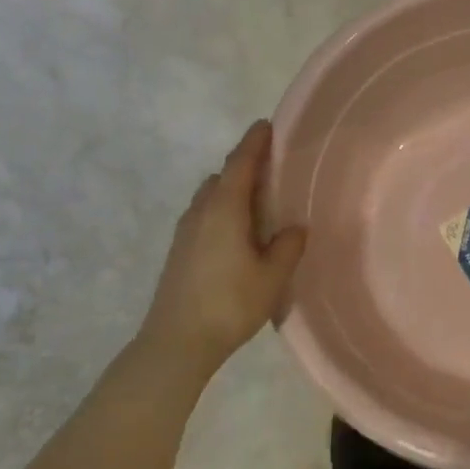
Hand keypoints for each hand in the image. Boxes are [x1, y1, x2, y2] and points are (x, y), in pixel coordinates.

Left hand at [142, 122, 306, 364]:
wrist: (174, 344)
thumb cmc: (229, 304)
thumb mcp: (272, 276)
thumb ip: (287, 246)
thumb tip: (295, 227)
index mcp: (225, 208)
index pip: (240, 163)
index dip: (254, 142)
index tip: (266, 124)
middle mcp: (201, 211)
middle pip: (222, 176)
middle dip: (244, 166)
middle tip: (272, 166)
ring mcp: (185, 232)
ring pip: (210, 196)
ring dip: (230, 189)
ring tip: (257, 201)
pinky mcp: (178, 252)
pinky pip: (203, 215)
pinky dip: (221, 209)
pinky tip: (237, 232)